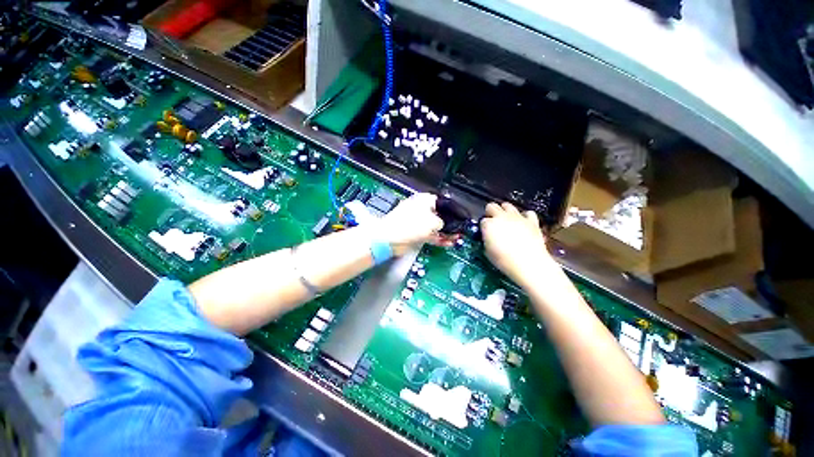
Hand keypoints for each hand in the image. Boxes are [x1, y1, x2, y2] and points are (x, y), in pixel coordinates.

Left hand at [378, 193, 455, 255]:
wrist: (390, 238)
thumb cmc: (409, 225)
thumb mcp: (433, 222)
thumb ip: (444, 223)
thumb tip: (444, 225)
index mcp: (425, 200)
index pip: (444, 203)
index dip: (455, 210)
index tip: (462, 217)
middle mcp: (421, 209)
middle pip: (440, 215)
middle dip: (451, 224)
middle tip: (460, 230)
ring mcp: (417, 221)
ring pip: (435, 227)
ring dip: (446, 233)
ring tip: (456, 238)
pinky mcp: (414, 232)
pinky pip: (429, 234)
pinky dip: (438, 238)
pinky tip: (447, 243)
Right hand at [480, 202, 557, 286]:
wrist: (529, 263)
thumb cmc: (504, 260)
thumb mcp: (488, 252)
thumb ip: (486, 240)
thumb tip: (488, 238)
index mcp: (489, 225)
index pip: (482, 221)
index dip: (483, 227)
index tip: (485, 232)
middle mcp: (502, 217)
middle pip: (492, 206)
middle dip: (490, 212)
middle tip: (492, 221)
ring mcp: (517, 217)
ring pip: (508, 205)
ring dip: (505, 211)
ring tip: (506, 220)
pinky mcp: (531, 221)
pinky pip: (528, 213)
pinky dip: (525, 217)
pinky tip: (523, 223)